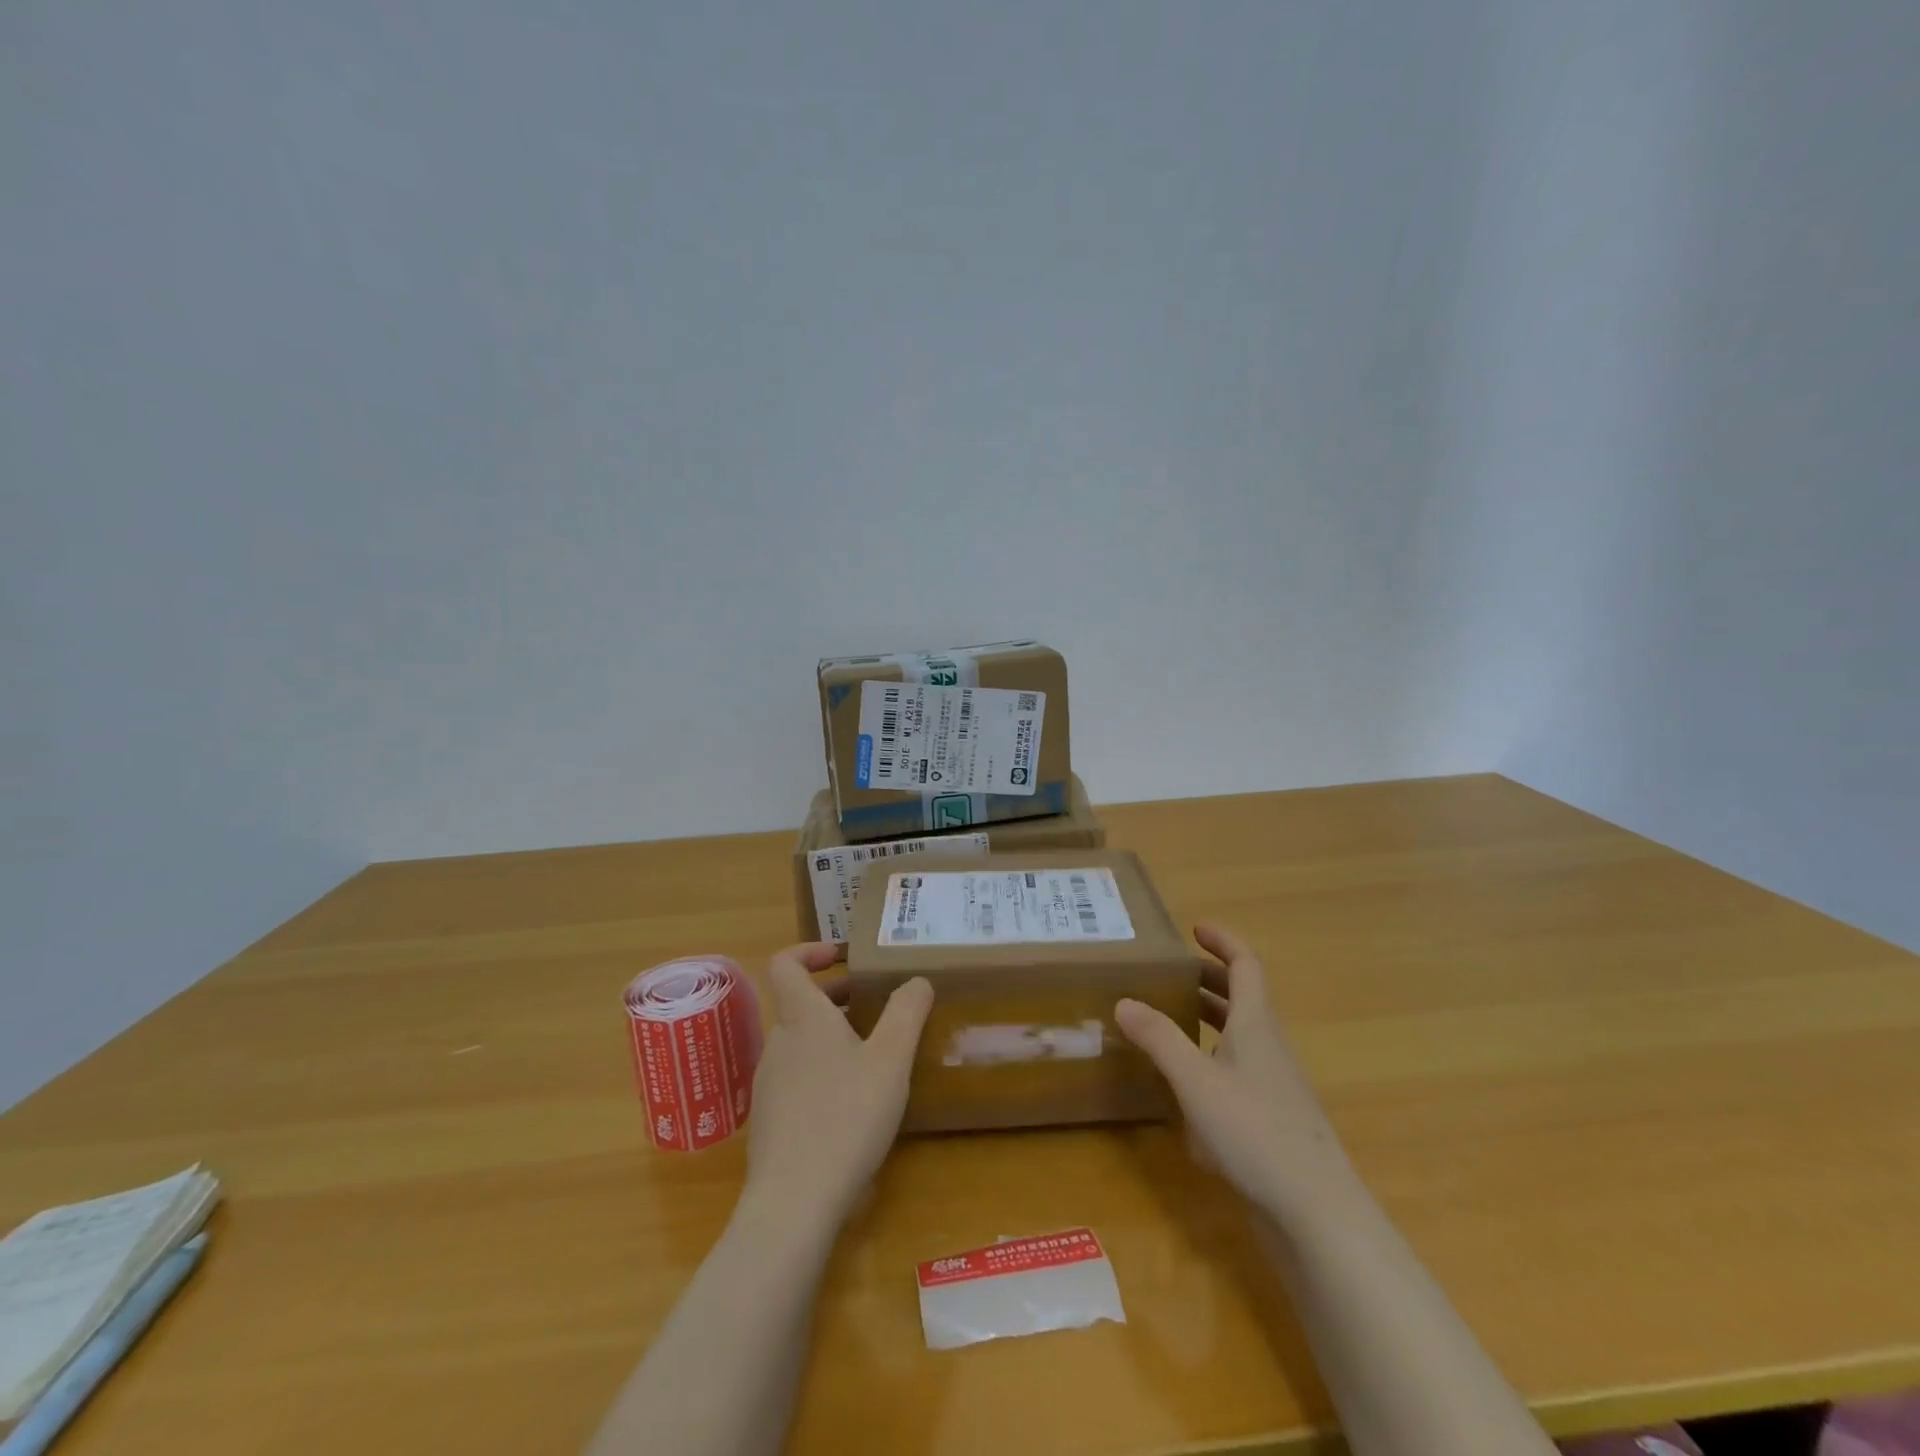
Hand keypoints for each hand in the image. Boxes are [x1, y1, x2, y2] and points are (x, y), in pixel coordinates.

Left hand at [742, 944, 933, 1228]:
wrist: (794, 1202)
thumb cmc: (846, 1115)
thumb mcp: (891, 1059)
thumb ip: (906, 1012)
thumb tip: (917, 980)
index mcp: (803, 1017)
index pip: (785, 963)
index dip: (809, 951)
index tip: (842, 957)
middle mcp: (779, 1042)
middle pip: (798, 1003)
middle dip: (835, 997)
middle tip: (874, 1004)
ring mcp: (769, 1083)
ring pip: (799, 1042)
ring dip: (831, 1035)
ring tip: (871, 1053)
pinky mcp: (769, 1121)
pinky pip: (796, 1077)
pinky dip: (822, 1071)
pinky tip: (851, 1102)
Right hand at [1115, 924, 1356, 1221]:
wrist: (1316, 1215)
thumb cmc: (1256, 1133)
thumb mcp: (1196, 1081)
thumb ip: (1159, 1038)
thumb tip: (1124, 1000)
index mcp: (1256, 1025)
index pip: (1246, 965)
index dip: (1223, 941)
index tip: (1194, 929)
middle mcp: (1268, 1047)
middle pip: (1243, 998)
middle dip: (1208, 979)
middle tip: (1170, 974)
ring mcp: (1273, 1086)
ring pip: (1239, 1036)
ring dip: (1208, 1019)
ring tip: (1168, 1018)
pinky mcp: (1270, 1120)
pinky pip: (1237, 1071)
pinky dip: (1210, 1060)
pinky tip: (1183, 1086)